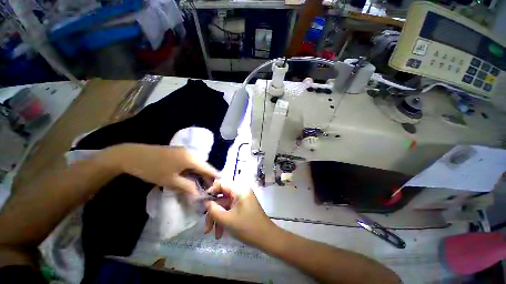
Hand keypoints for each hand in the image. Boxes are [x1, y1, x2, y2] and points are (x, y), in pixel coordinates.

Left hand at [96, 143, 217, 194]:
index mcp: (191, 158)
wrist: (132, 155)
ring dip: (199, 174)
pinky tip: (191, 177)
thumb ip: (187, 187)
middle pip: (203, 166)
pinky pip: (190, 162)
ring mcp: (184, 151)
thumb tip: (199, 194)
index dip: (214, 177)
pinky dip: (192, 170)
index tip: (220, 184)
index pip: (208, 168)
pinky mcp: (178, 153)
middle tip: (209, 188)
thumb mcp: (170, 181)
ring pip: (196, 164)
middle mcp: (191, 153)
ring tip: (201, 185)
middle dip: (207, 177)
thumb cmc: (152, 169)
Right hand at [204, 181, 275, 245]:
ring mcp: (242, 200)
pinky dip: (224, 220)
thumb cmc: (248, 227)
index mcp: (239, 189)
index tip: (203, 203)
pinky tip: (220, 233)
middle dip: (213, 212)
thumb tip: (205, 202)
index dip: (211, 191)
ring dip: (218, 219)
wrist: (266, 238)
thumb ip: (214, 210)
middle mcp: (240, 192)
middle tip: (206, 227)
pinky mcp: (242, 207)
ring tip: (213, 234)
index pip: (222, 184)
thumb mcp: (227, 220)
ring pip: (225, 206)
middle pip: (222, 198)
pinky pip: (230, 210)